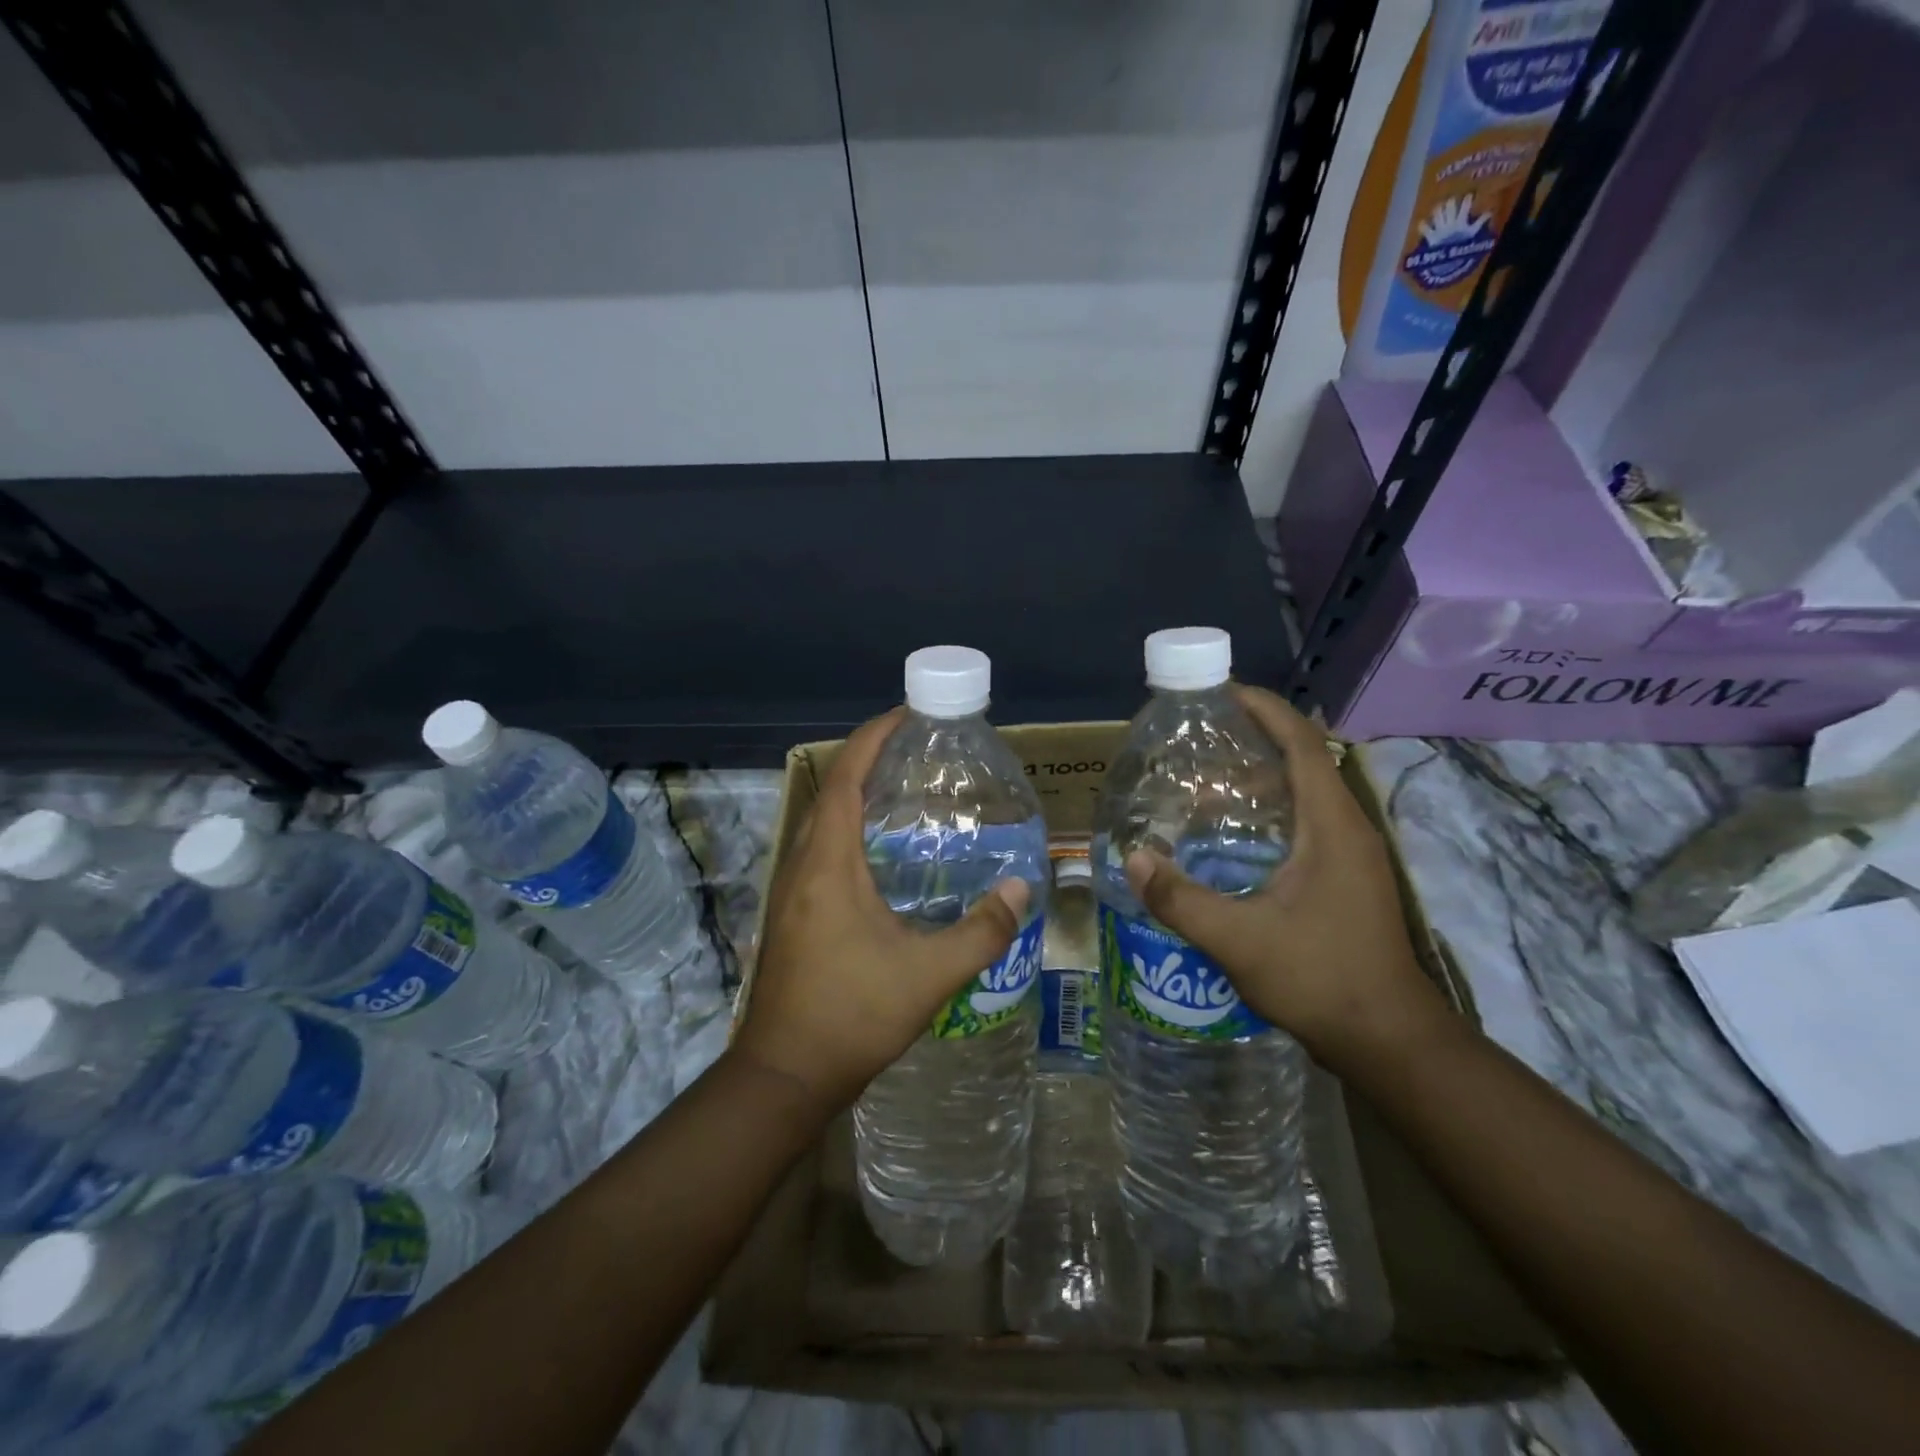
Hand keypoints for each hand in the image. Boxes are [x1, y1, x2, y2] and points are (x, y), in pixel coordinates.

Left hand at [733, 707, 1028, 1113]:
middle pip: (832, 792)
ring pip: (822, 822)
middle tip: (917, 752)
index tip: (906, 714)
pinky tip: (882, 854)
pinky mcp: (791, 913)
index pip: (846, 778)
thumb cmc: (853, 1015)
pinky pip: (819, 849)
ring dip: (856, 795)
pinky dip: (849, 829)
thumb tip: (1023, 890)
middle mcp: (802, 866)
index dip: (872, 738)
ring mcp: (790, 890)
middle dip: (868, 760)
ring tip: (904, 792)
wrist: (785, 1074)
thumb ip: (981, 931)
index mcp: (828, 865)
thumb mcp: (929, 975)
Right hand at [1123, 685, 1455, 1069]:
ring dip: (1259, 779)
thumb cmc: (1320, 978)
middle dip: (1253, 740)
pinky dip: (1268, 813)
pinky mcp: (1345, 879)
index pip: (1302, 742)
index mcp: (1331, 825)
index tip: (1222, 692)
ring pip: (1303, 795)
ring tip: (1203, 783)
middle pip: (1302, 760)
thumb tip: (1135, 859)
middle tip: (1197, 741)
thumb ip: (1181, 899)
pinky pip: (1304, 824)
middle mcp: (1347, 829)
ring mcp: (1350, 855)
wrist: (1387, 1040)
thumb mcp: (1239, 940)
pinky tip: (1230, 838)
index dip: (1265, 709)